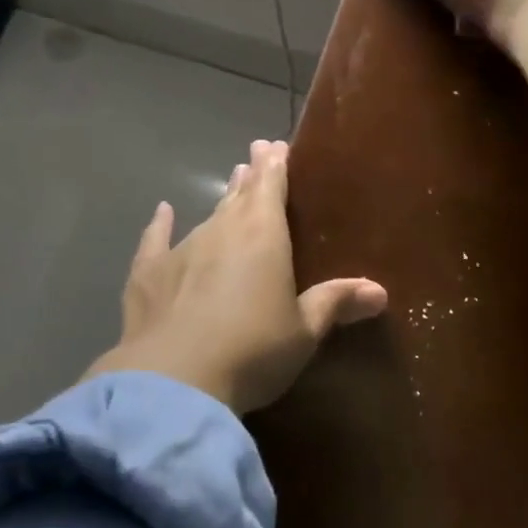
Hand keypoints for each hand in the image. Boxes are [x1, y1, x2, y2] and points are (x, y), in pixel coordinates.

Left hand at [84, 140, 387, 415]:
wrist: (175, 381)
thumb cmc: (252, 352)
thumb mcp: (303, 332)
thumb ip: (335, 303)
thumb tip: (379, 291)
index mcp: (263, 236)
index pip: (271, 186)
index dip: (275, 165)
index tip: (276, 146)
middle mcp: (221, 231)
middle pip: (240, 195)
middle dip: (251, 174)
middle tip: (257, 154)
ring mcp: (182, 249)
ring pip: (206, 215)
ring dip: (221, 200)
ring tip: (231, 184)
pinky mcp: (148, 273)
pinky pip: (156, 240)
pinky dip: (160, 225)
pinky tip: (162, 212)